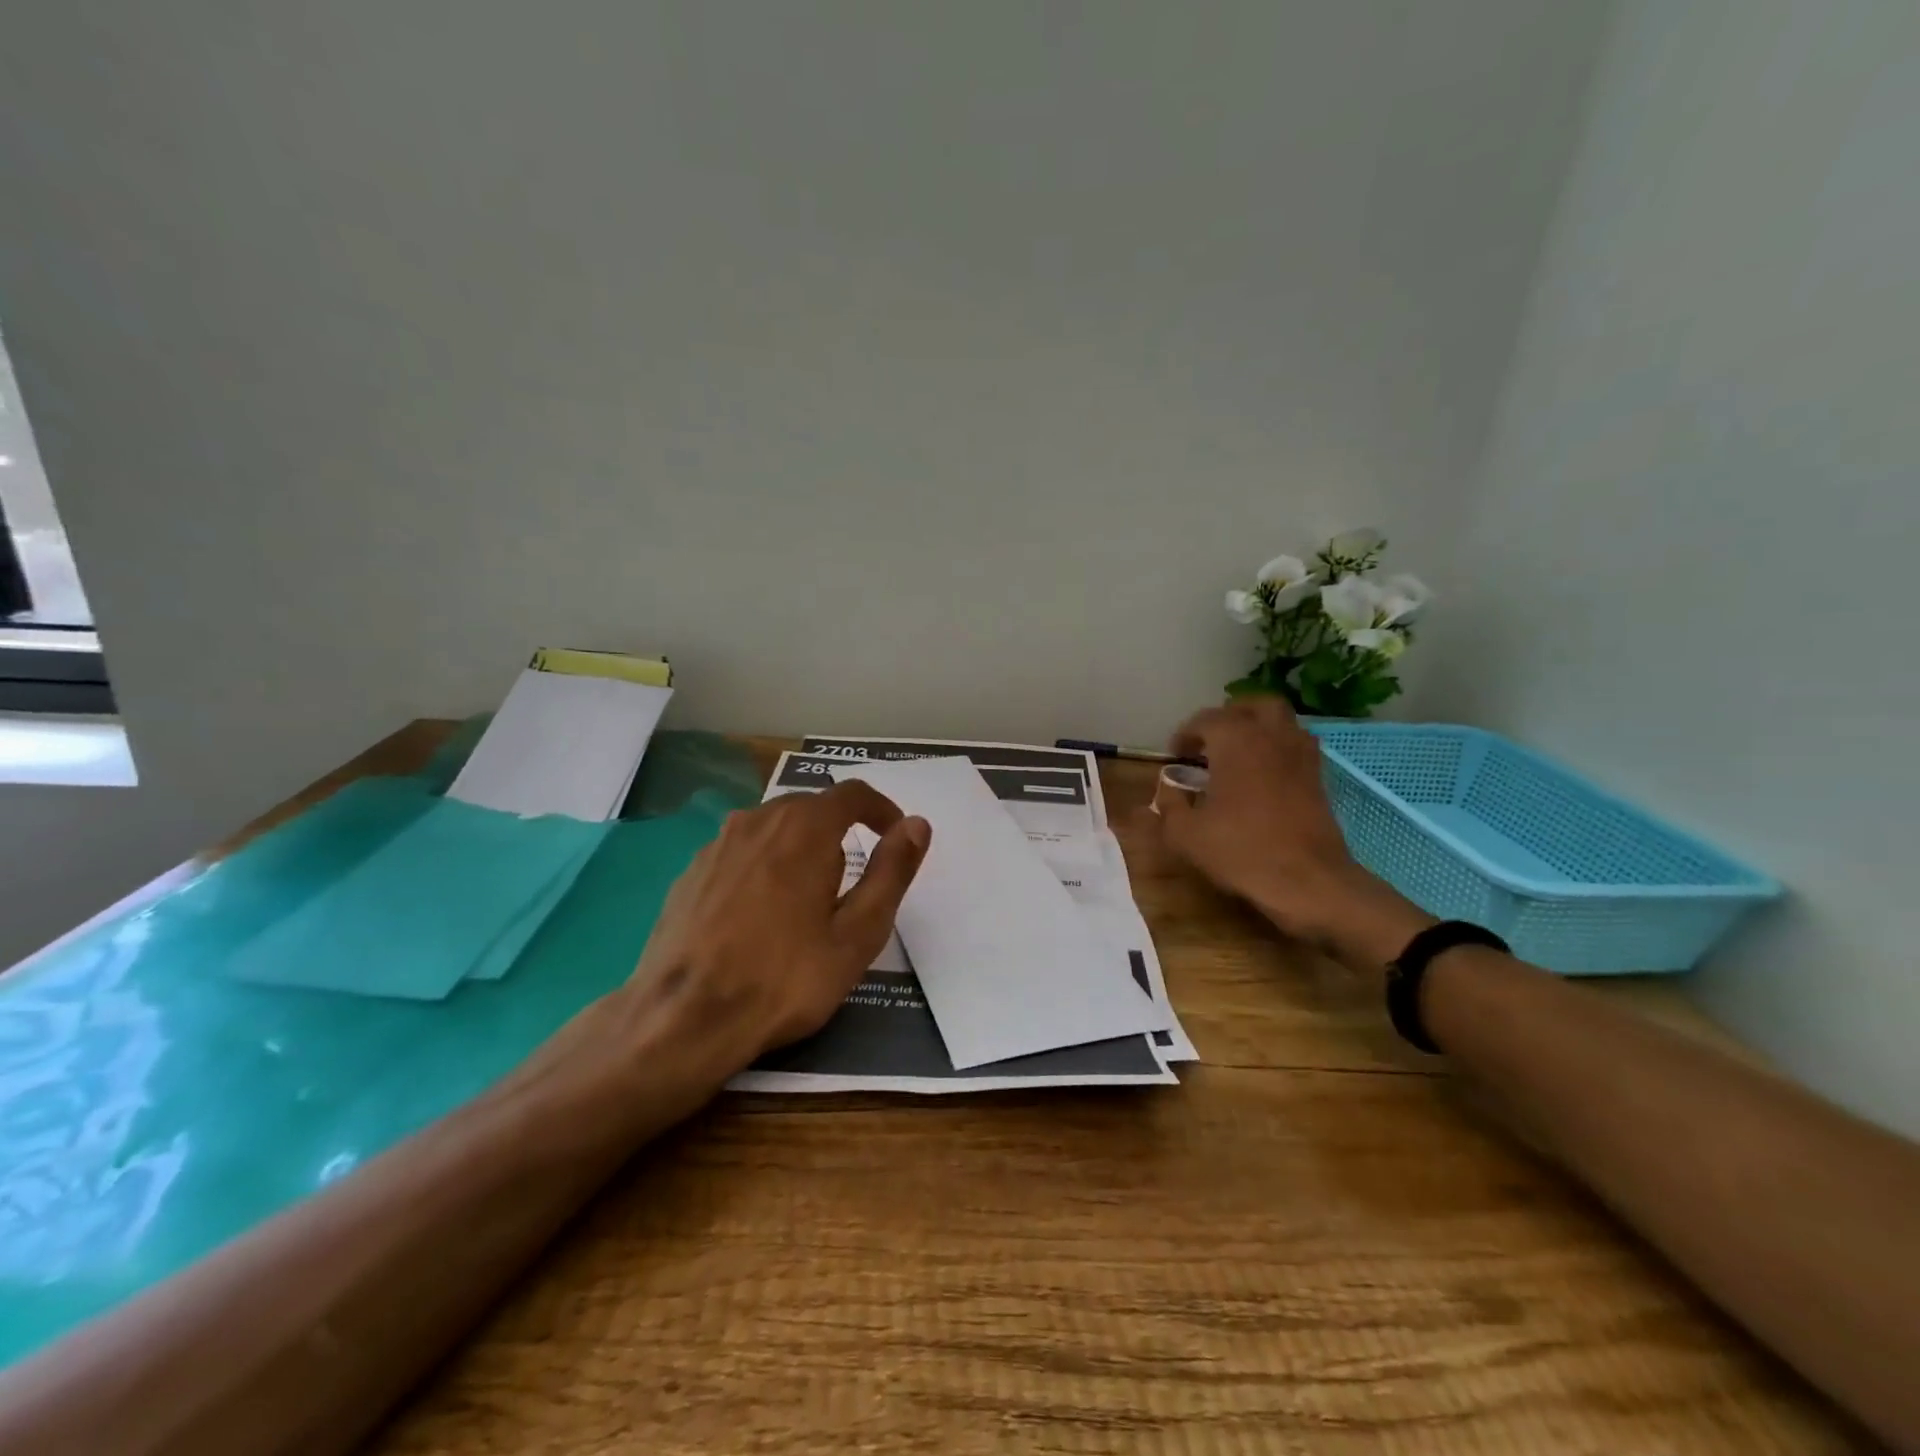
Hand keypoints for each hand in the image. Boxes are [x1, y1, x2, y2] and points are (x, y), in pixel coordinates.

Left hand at [624, 781, 930, 1078]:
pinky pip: (741, 851)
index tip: (894, 835)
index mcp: (804, 828)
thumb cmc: (785, 978)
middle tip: (852, 882)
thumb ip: (891, 872)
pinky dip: (763, 865)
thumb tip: (917, 825)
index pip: (853, 794)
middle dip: (840, 831)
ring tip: (807, 899)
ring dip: (799, 847)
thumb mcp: (857, 933)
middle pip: (810, 807)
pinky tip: (760, 913)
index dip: (881, 809)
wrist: (684, 1019)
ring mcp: (717, 844)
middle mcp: (758, 820)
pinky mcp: (691, 871)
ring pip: (773, 828)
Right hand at [1155, 697, 1429, 967]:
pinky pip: (1296, 746)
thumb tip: (1165, 789)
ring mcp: (1301, 754)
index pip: (1205, 719)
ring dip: (1257, 728)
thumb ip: (1168, 805)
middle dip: (1228, 717)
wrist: (1308, 881)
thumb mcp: (1186, 834)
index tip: (1175, 758)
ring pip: (1280, 721)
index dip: (1185, 735)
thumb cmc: (1241, 851)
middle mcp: (1271, 735)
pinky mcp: (1319, 777)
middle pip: (1251, 706)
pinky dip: (1278, 749)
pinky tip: (1263, 777)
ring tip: (1237, 755)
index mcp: (1235, 740)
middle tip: (1210, 742)